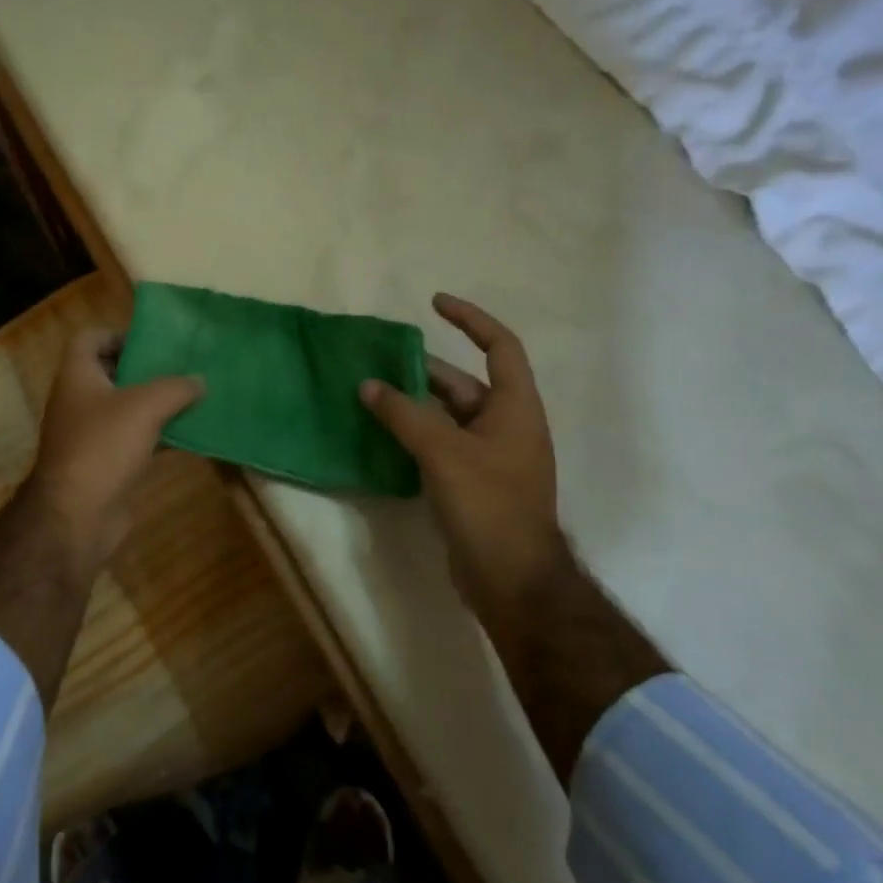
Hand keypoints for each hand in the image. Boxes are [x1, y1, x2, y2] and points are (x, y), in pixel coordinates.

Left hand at [24, 328, 202, 577]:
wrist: (77, 516)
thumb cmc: (103, 447)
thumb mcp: (144, 407)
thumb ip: (175, 387)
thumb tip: (199, 380)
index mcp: (77, 376)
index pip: (89, 338)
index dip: (118, 333)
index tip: (154, 342)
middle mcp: (80, 401)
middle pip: (113, 372)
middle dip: (147, 369)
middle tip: (184, 366)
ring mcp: (92, 434)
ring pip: (128, 408)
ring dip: (158, 403)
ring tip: (196, 397)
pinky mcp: (107, 463)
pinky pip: (137, 439)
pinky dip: (161, 435)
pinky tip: (192, 434)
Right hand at [359, 294, 565, 613]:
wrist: (511, 578)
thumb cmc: (488, 505)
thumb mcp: (443, 453)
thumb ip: (404, 415)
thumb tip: (368, 385)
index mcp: (514, 407)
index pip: (499, 346)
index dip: (470, 319)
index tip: (434, 303)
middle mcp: (505, 425)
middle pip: (462, 383)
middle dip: (421, 371)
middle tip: (376, 362)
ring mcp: (488, 456)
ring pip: (446, 416)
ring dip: (412, 405)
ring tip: (369, 394)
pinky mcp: (471, 482)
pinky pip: (439, 444)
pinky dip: (413, 434)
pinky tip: (380, 434)